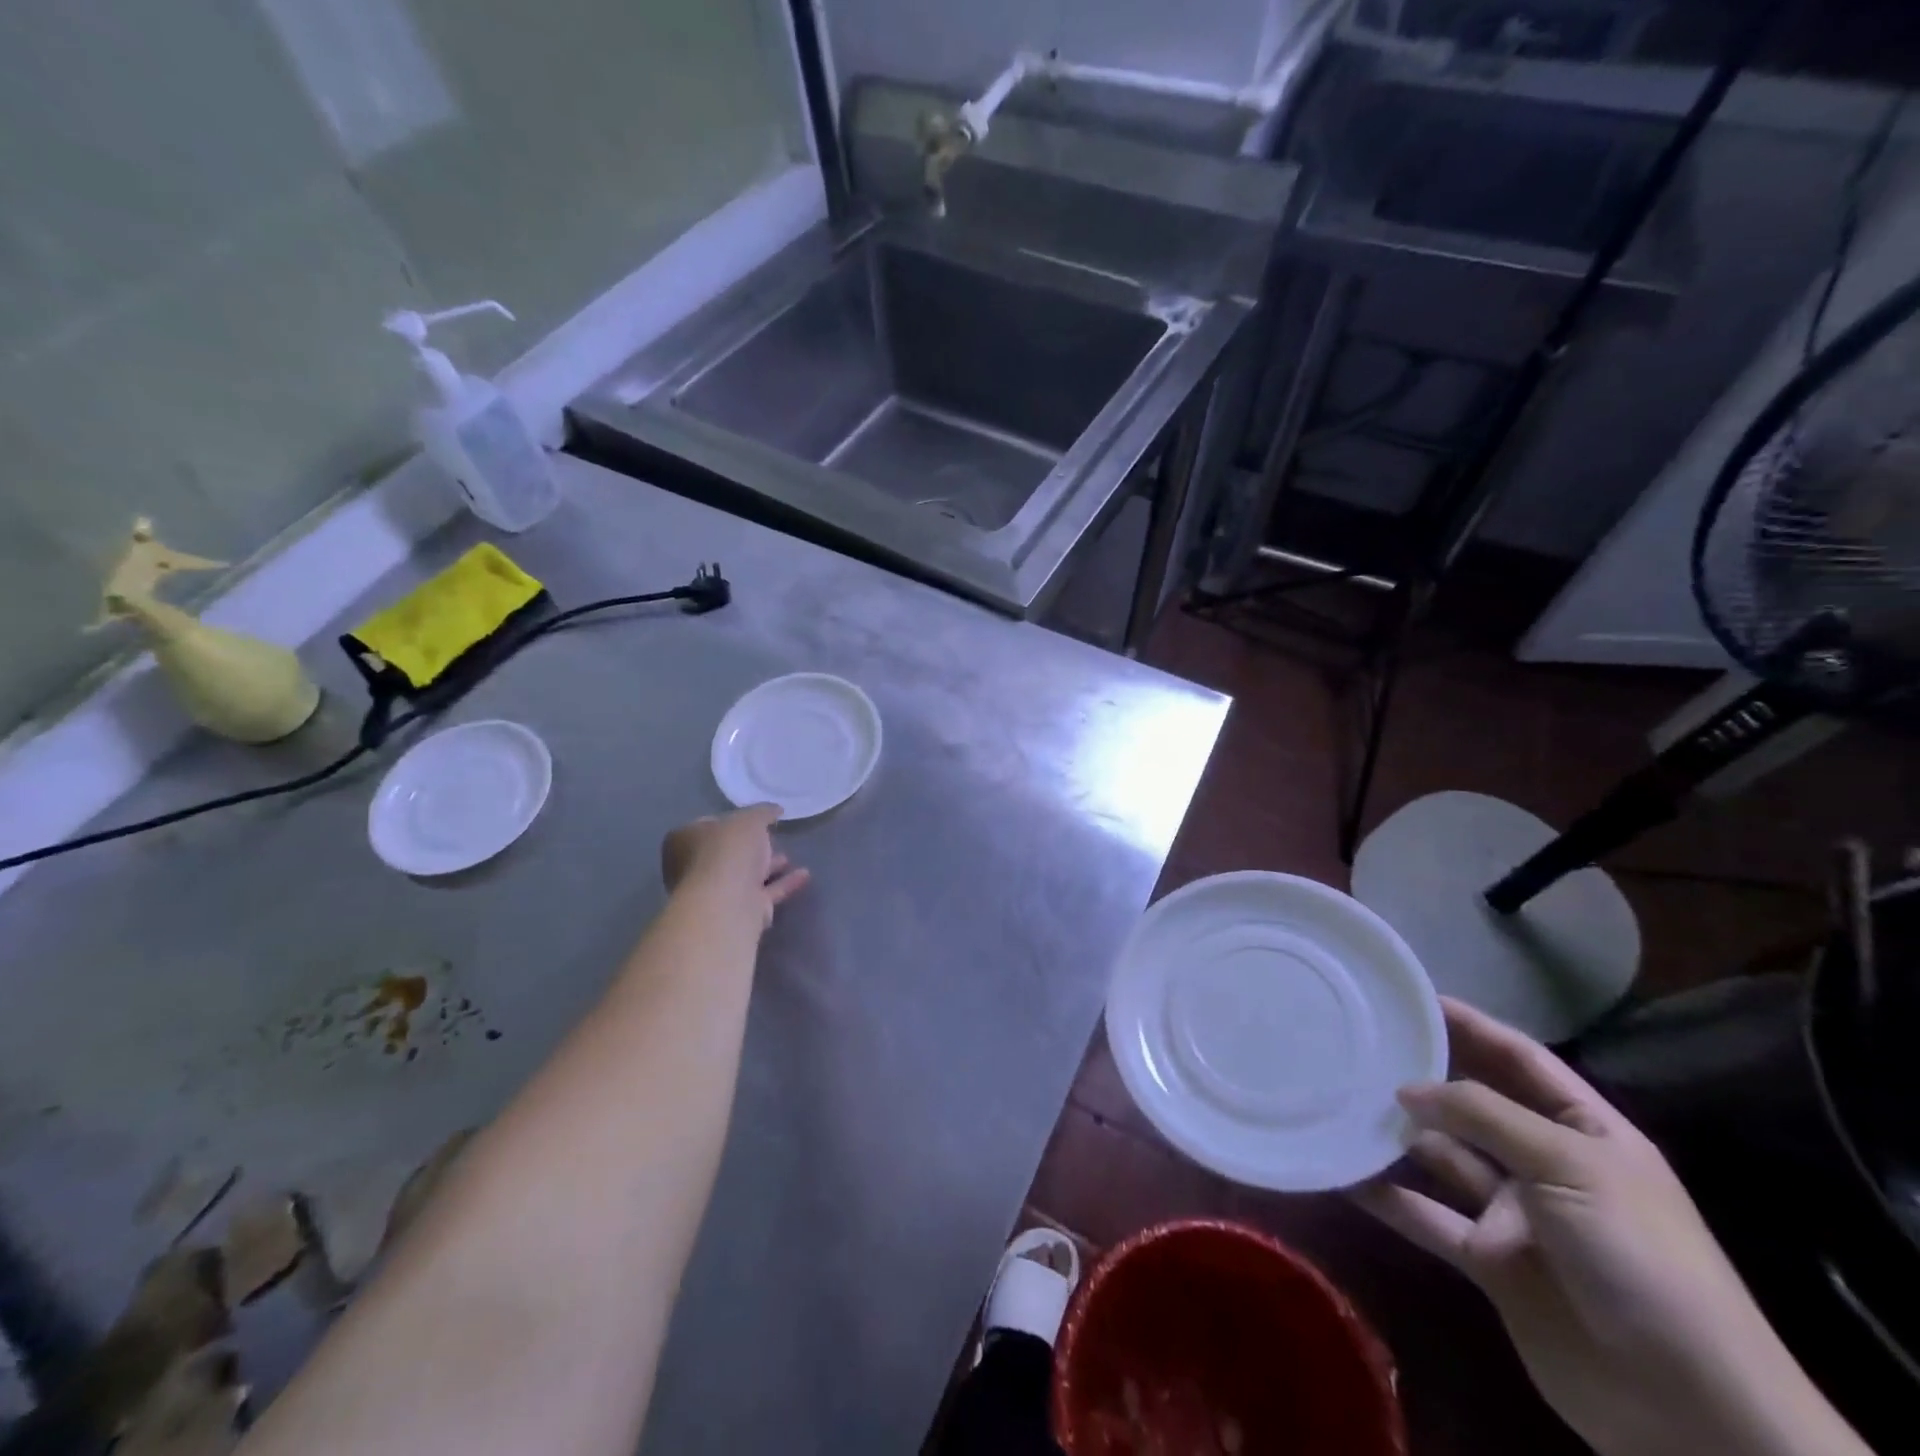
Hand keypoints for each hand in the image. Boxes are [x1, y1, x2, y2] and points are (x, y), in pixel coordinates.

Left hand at [661, 805, 808, 928]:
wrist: (728, 903)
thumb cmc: (728, 851)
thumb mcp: (750, 819)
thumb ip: (763, 812)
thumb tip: (775, 810)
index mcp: (685, 840)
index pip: (707, 825)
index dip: (731, 820)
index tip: (754, 819)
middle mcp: (695, 867)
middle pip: (726, 853)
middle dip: (750, 847)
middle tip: (772, 838)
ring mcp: (717, 893)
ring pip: (745, 876)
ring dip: (767, 867)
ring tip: (790, 857)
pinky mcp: (739, 912)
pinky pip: (764, 893)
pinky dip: (783, 884)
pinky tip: (804, 875)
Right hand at [1355, 997, 1863, 1455]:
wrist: (1690, 1410)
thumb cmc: (1642, 1259)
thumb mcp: (1569, 1167)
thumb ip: (1484, 1116)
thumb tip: (1408, 1087)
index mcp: (1586, 1133)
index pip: (1522, 1060)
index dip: (1473, 1026)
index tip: (1415, 997)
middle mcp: (1546, 1164)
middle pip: (1474, 1105)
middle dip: (1424, 1076)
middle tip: (1361, 1043)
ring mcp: (1516, 1215)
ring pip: (1442, 1157)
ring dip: (1397, 1133)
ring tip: (1339, 1098)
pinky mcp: (1489, 1260)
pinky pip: (1426, 1215)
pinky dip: (1385, 1195)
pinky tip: (1342, 1171)